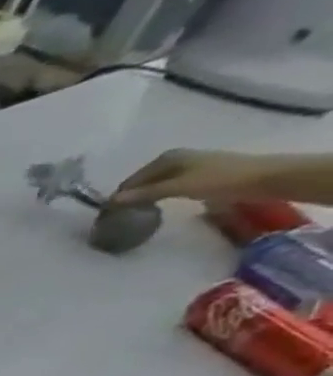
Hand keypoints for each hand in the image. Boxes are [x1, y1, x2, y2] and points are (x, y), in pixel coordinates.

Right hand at [111, 149, 279, 205]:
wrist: (265, 178)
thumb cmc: (219, 180)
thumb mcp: (178, 188)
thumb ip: (144, 195)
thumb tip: (110, 201)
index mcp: (166, 158)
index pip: (131, 180)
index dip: (120, 196)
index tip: (110, 215)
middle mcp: (174, 159)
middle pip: (142, 182)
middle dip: (131, 197)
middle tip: (121, 217)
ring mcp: (187, 166)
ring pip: (154, 185)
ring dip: (144, 198)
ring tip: (136, 215)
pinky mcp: (197, 176)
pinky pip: (167, 187)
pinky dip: (158, 197)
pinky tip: (158, 207)